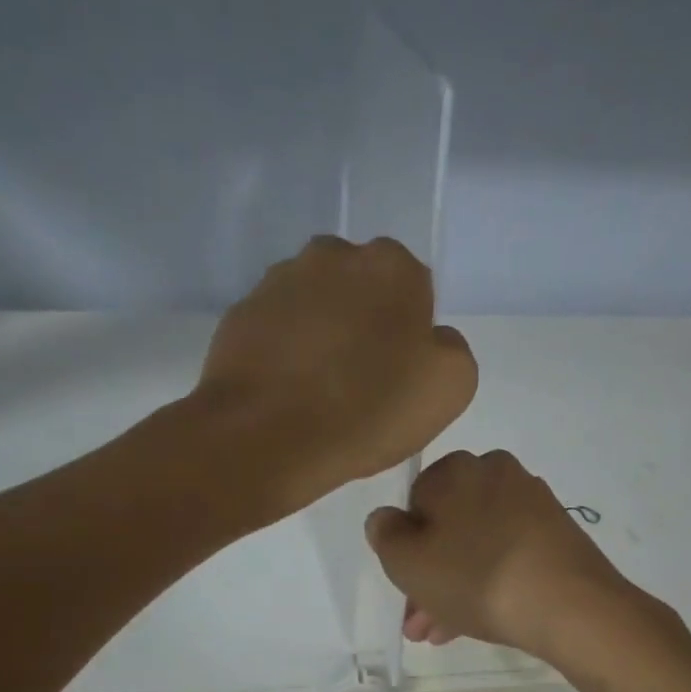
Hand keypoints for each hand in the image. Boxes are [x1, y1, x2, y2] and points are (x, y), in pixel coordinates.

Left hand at [196, 236, 476, 515]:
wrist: (267, 436)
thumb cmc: (369, 410)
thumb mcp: (450, 386)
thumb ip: (450, 348)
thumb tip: (430, 338)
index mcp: (391, 265)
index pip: (413, 289)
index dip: (409, 333)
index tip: (399, 373)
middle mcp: (333, 255)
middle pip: (360, 288)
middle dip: (364, 321)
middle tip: (360, 379)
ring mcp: (279, 280)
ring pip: (315, 304)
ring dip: (322, 333)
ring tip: (318, 389)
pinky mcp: (240, 313)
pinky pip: (276, 327)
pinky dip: (284, 350)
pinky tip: (286, 391)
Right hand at [364, 448, 641, 661]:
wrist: (569, 604)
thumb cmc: (475, 576)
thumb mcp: (407, 562)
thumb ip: (385, 535)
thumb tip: (386, 518)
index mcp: (456, 469)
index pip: (415, 501)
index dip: (405, 547)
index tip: (404, 586)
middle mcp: (495, 474)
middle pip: (448, 527)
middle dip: (429, 576)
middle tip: (419, 621)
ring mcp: (532, 503)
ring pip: (477, 545)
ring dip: (455, 586)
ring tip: (443, 634)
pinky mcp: (557, 533)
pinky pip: (508, 554)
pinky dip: (490, 582)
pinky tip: (481, 620)